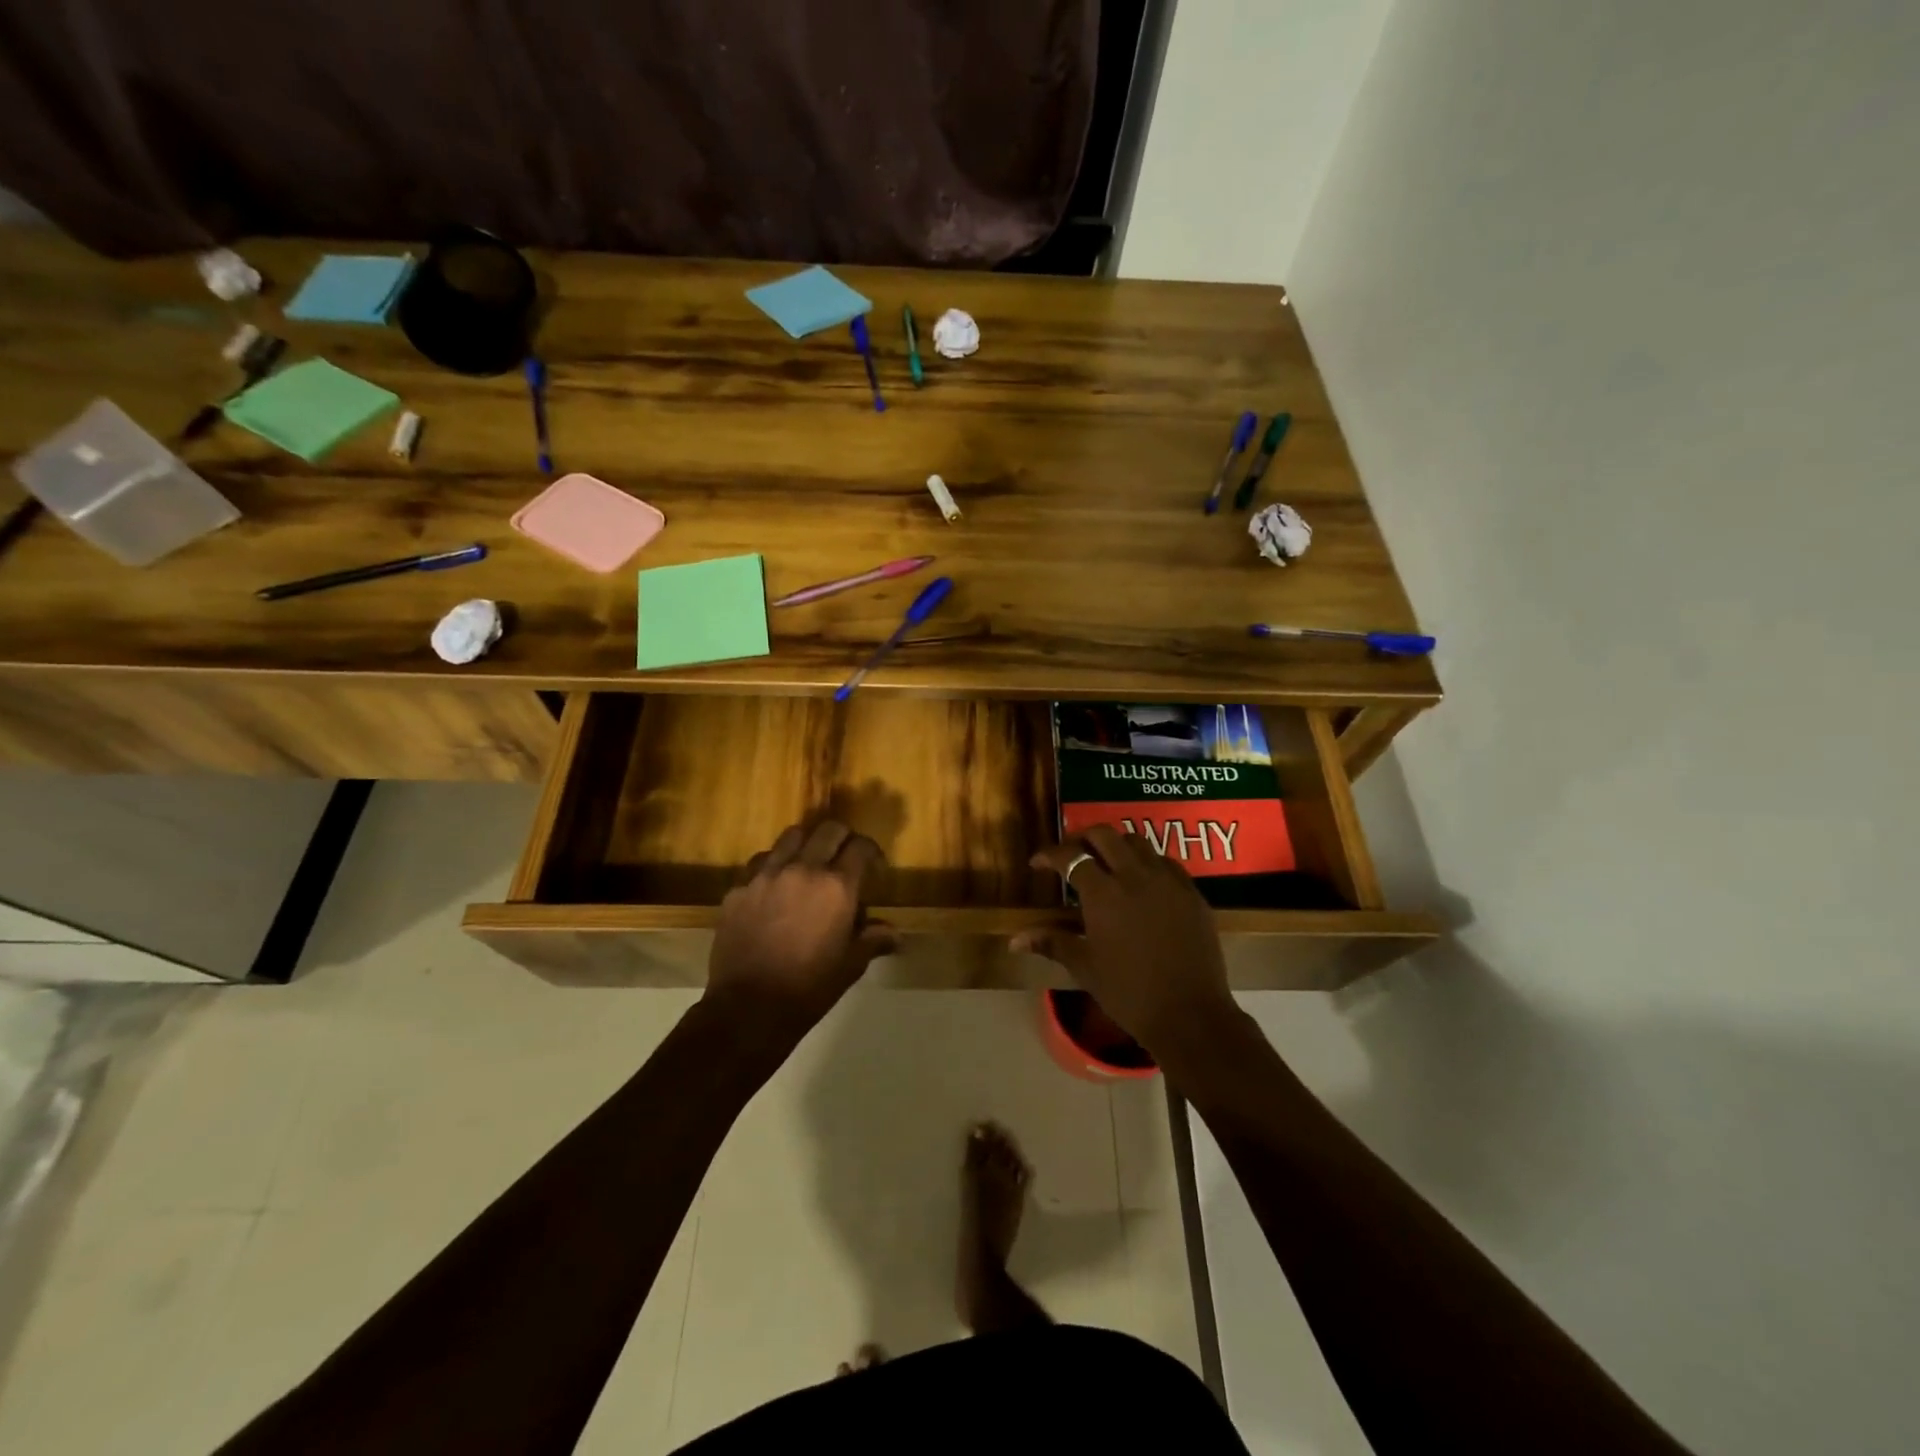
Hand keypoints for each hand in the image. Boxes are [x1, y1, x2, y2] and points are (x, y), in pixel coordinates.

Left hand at [705, 820, 897, 1036]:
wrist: (748, 1008)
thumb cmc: (809, 988)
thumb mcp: (851, 965)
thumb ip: (873, 940)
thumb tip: (895, 934)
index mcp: (837, 886)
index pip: (860, 847)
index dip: (871, 852)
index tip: (873, 866)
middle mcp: (803, 869)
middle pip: (828, 830)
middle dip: (842, 838)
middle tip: (844, 857)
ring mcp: (767, 875)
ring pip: (791, 836)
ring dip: (807, 844)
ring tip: (809, 864)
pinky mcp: (739, 888)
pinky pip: (761, 862)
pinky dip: (775, 865)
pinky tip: (776, 887)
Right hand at [1017, 824, 1235, 1058]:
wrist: (1190, 1014)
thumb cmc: (1129, 993)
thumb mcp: (1085, 967)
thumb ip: (1051, 942)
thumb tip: (1014, 939)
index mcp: (1104, 894)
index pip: (1070, 857)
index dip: (1049, 855)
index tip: (1037, 864)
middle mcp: (1135, 876)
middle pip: (1104, 835)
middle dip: (1082, 838)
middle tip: (1071, 855)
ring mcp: (1168, 881)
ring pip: (1137, 842)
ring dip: (1116, 845)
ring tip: (1106, 864)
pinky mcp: (1191, 892)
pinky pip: (1165, 862)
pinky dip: (1147, 863)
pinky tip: (1142, 883)